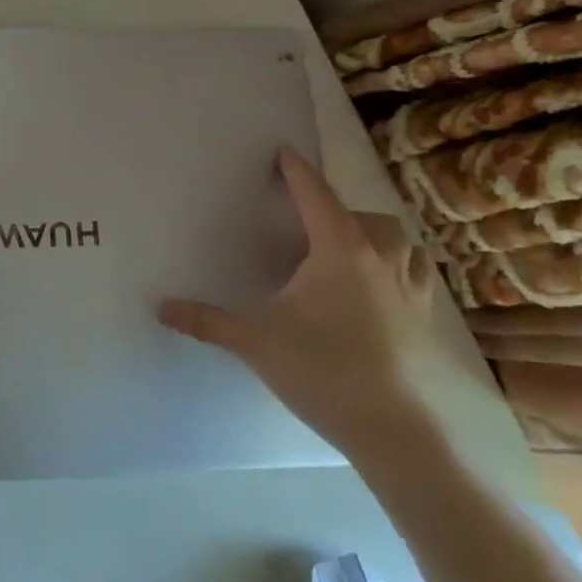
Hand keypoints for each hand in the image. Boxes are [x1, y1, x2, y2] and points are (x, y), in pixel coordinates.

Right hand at [158, 149, 444, 468]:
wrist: (393, 428)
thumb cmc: (321, 368)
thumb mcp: (254, 339)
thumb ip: (206, 320)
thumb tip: (160, 307)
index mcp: (338, 250)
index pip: (315, 197)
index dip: (297, 172)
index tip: (284, 153)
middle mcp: (378, 259)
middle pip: (366, 216)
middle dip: (339, 208)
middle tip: (309, 221)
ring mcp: (407, 290)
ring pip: (401, 242)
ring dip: (376, 234)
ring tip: (349, 247)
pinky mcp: (421, 320)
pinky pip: (414, 275)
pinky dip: (396, 267)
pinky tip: (376, 289)